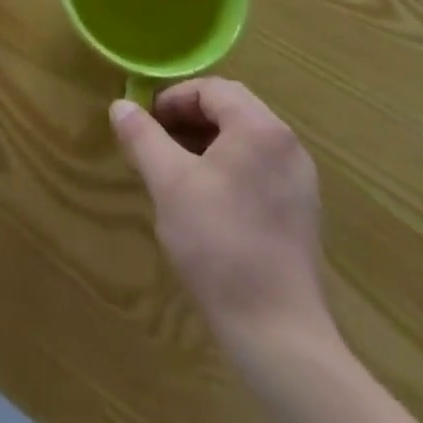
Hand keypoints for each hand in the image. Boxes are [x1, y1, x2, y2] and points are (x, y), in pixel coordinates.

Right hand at [111, 79, 333, 353]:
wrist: (277, 332)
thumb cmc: (218, 244)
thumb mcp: (168, 183)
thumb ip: (142, 137)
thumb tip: (120, 105)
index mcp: (260, 128)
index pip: (211, 89)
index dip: (173, 98)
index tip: (145, 122)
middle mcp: (287, 144)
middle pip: (231, 110)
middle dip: (189, 119)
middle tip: (155, 142)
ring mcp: (300, 179)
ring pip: (245, 140)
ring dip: (207, 143)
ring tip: (175, 170)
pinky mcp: (302, 211)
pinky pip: (260, 167)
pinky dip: (229, 167)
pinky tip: (206, 200)